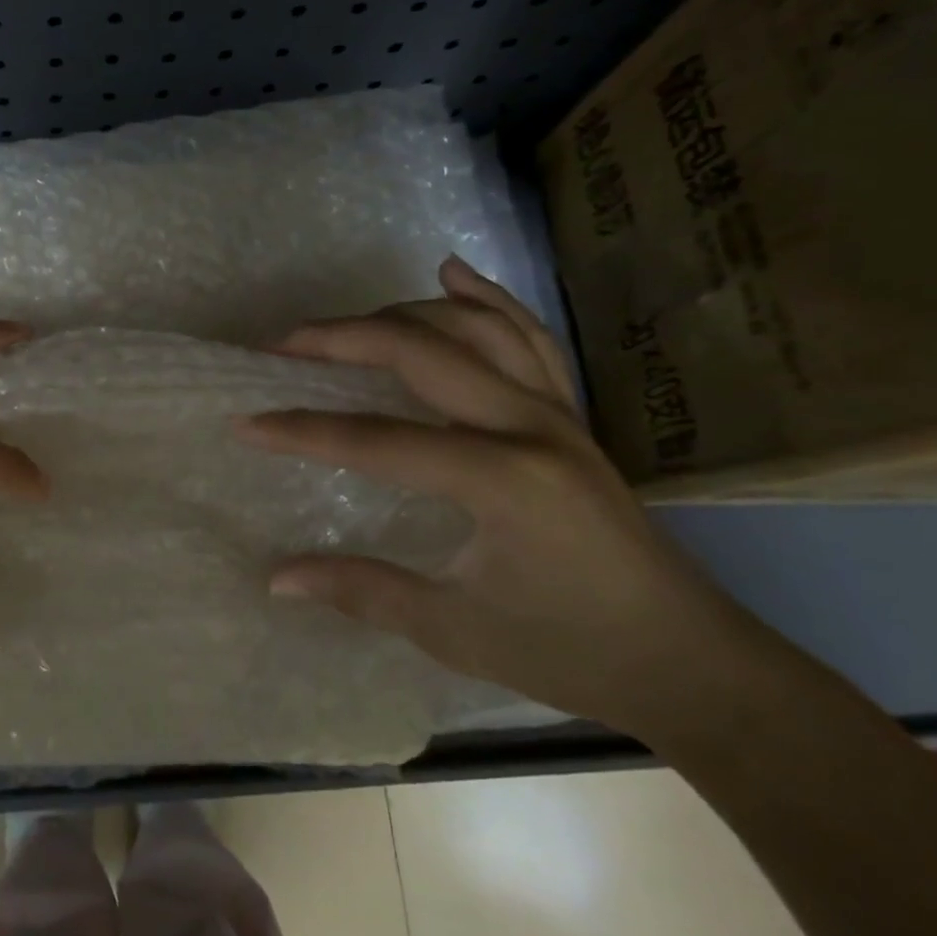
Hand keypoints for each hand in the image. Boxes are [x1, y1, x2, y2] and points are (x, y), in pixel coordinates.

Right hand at [239, 256, 763, 738]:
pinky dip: (487, 299)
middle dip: (342, 340)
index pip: (377, 440)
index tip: (245, 423)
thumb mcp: (454, 630)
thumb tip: (276, 579)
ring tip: (343, 325)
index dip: (302, 431)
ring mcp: (557, 411)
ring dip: (399, 314)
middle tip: (283, 347)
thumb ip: (361, 590)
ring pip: (472, 327)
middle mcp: (530, 425)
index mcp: (500, 480)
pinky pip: (526, 337)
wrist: (692, 660)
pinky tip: (451, 274)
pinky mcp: (571, 414)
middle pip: (420, 352)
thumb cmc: (570, 651)